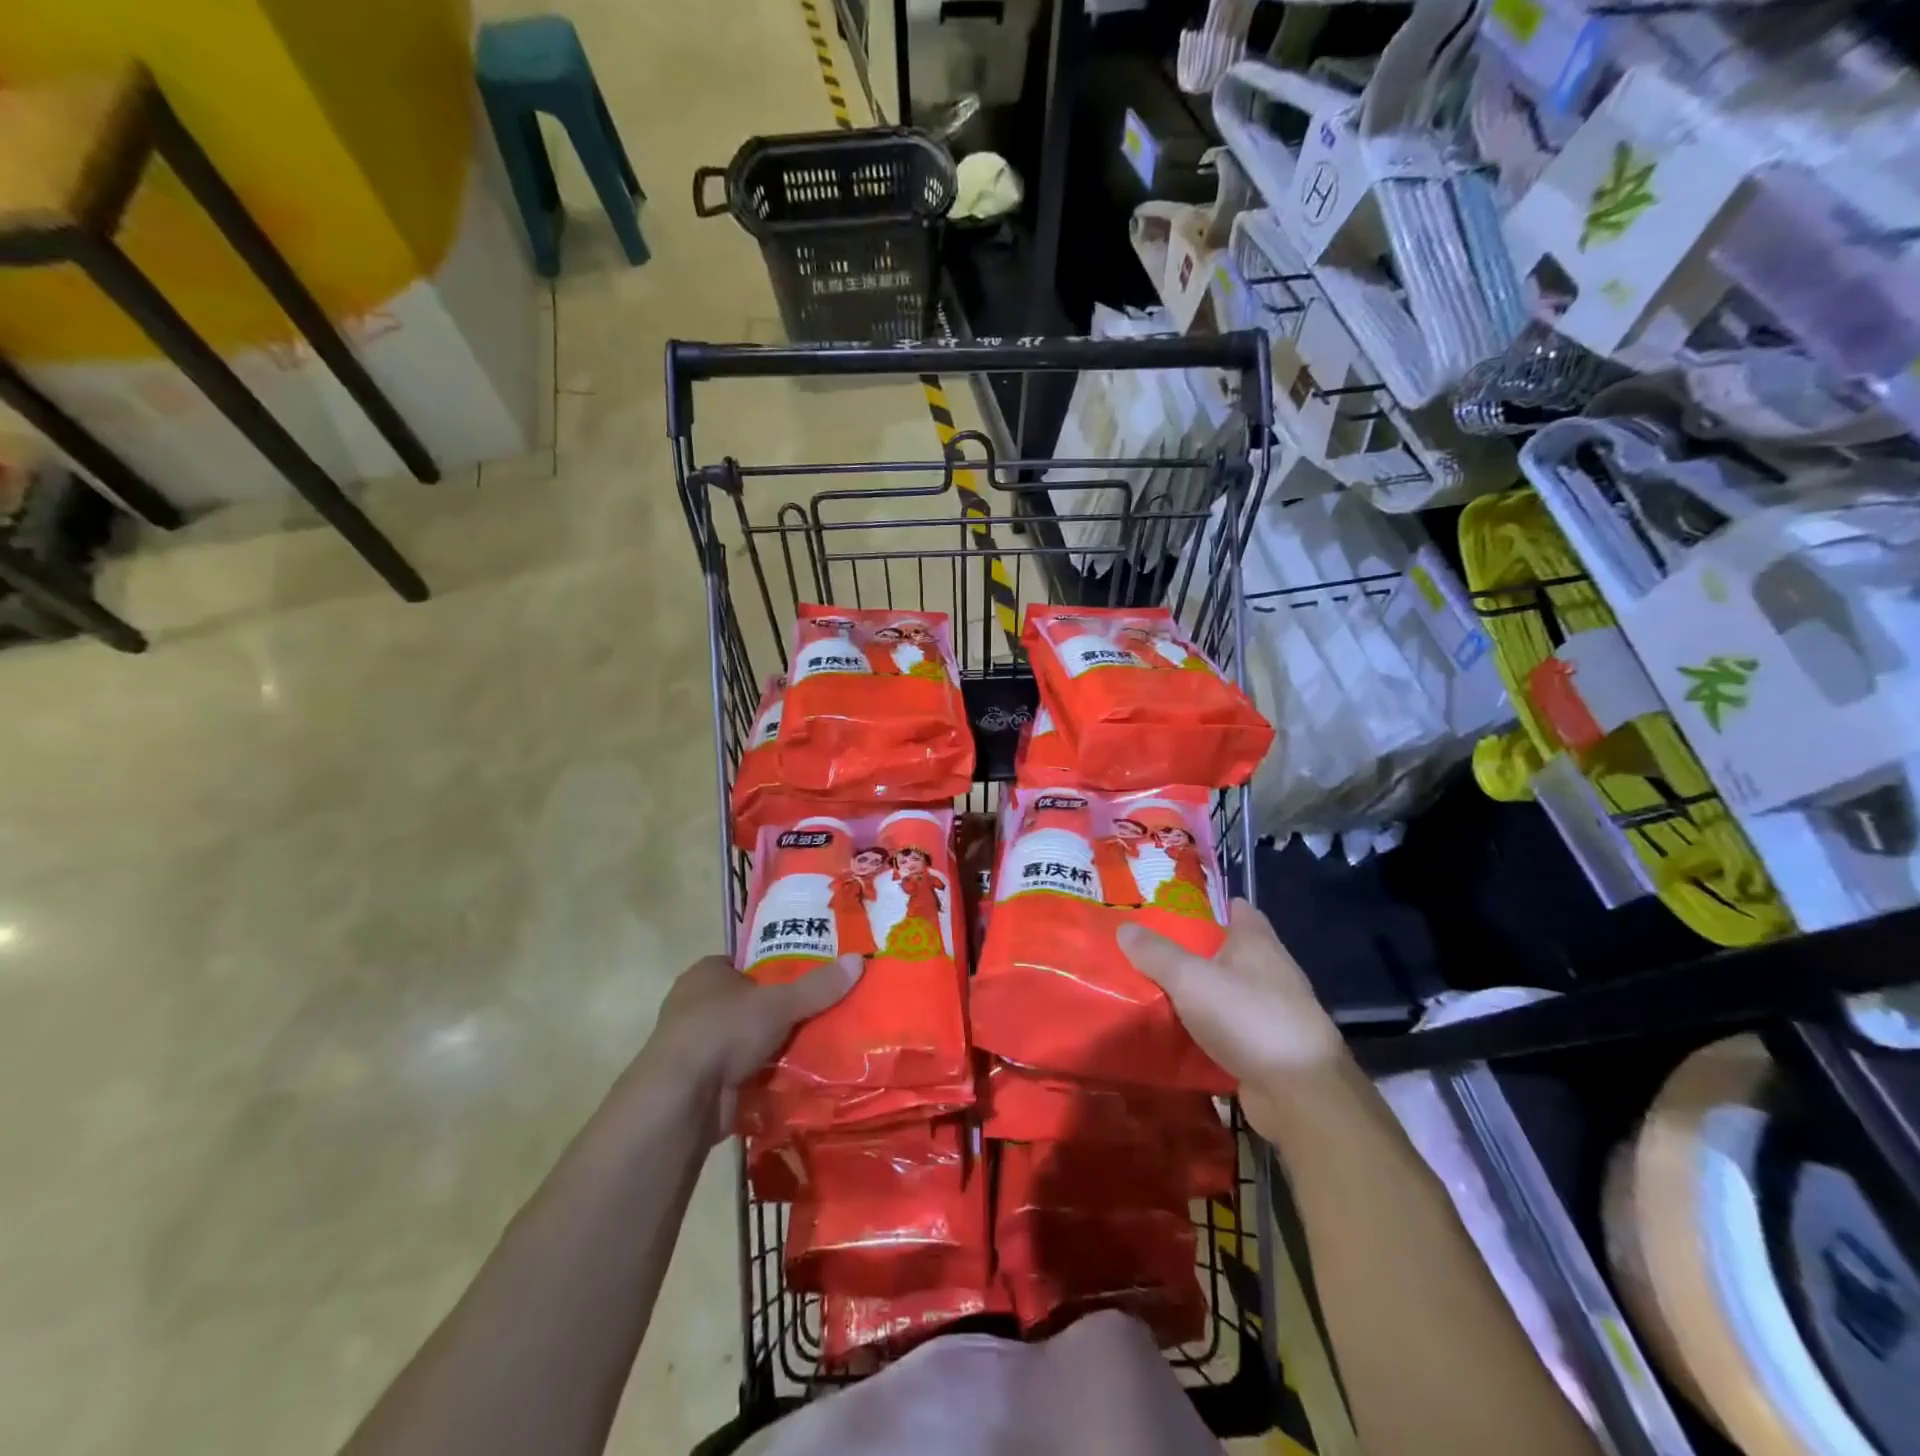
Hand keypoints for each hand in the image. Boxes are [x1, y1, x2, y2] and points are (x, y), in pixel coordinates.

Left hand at [637, 953, 862, 1137]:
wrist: (681, 1099)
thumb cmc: (723, 1031)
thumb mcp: (778, 1003)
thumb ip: (818, 986)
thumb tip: (859, 961)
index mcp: (707, 973)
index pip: (748, 962)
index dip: (777, 968)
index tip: (811, 977)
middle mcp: (696, 1004)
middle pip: (750, 1001)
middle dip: (780, 1010)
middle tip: (823, 1011)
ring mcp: (696, 1045)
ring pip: (747, 1038)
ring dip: (773, 1045)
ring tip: (819, 1043)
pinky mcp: (701, 1081)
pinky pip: (742, 1070)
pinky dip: (764, 1074)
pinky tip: (797, 1076)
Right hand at [1118, 899, 1341, 1088]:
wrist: (1299, 1093)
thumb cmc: (1248, 1017)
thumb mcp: (1191, 979)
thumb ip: (1156, 953)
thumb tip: (1124, 928)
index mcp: (1257, 943)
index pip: (1238, 910)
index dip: (1211, 905)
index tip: (1176, 907)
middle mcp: (1271, 971)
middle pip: (1230, 951)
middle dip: (1197, 950)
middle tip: (1153, 949)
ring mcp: (1274, 1012)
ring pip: (1229, 992)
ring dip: (1202, 992)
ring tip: (1158, 989)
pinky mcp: (1269, 1048)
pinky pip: (1231, 1029)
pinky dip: (1209, 1029)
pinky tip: (1179, 1032)